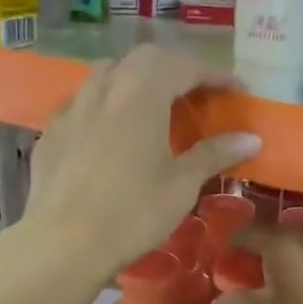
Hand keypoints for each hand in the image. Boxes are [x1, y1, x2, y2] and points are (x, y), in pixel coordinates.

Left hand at [24, 47, 258, 279]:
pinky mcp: (51, 131)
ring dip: (137, 80)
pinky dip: (106, 105)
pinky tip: (111, 131)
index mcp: (142, 93)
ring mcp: (72, 107)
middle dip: (175, 69)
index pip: (185, 66)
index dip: (214, 74)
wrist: (64, 243)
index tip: (237, 90)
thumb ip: (214, 154)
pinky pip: (84, 102)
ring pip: (108, 74)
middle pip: (144, 60)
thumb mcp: (182, 185)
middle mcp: (105, 87)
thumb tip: (251, 138)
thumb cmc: (133, 213)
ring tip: (153, 106)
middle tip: (196, 94)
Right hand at [216, 224, 302, 303]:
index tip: (222, 260)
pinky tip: (298, 290)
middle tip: (243, 273)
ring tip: (270, 283)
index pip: (249, 232)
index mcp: (283, 243)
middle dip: (259, 252)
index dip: (233, 244)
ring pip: (300, 248)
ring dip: (284, 261)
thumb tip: (220, 303)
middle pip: (276, 237)